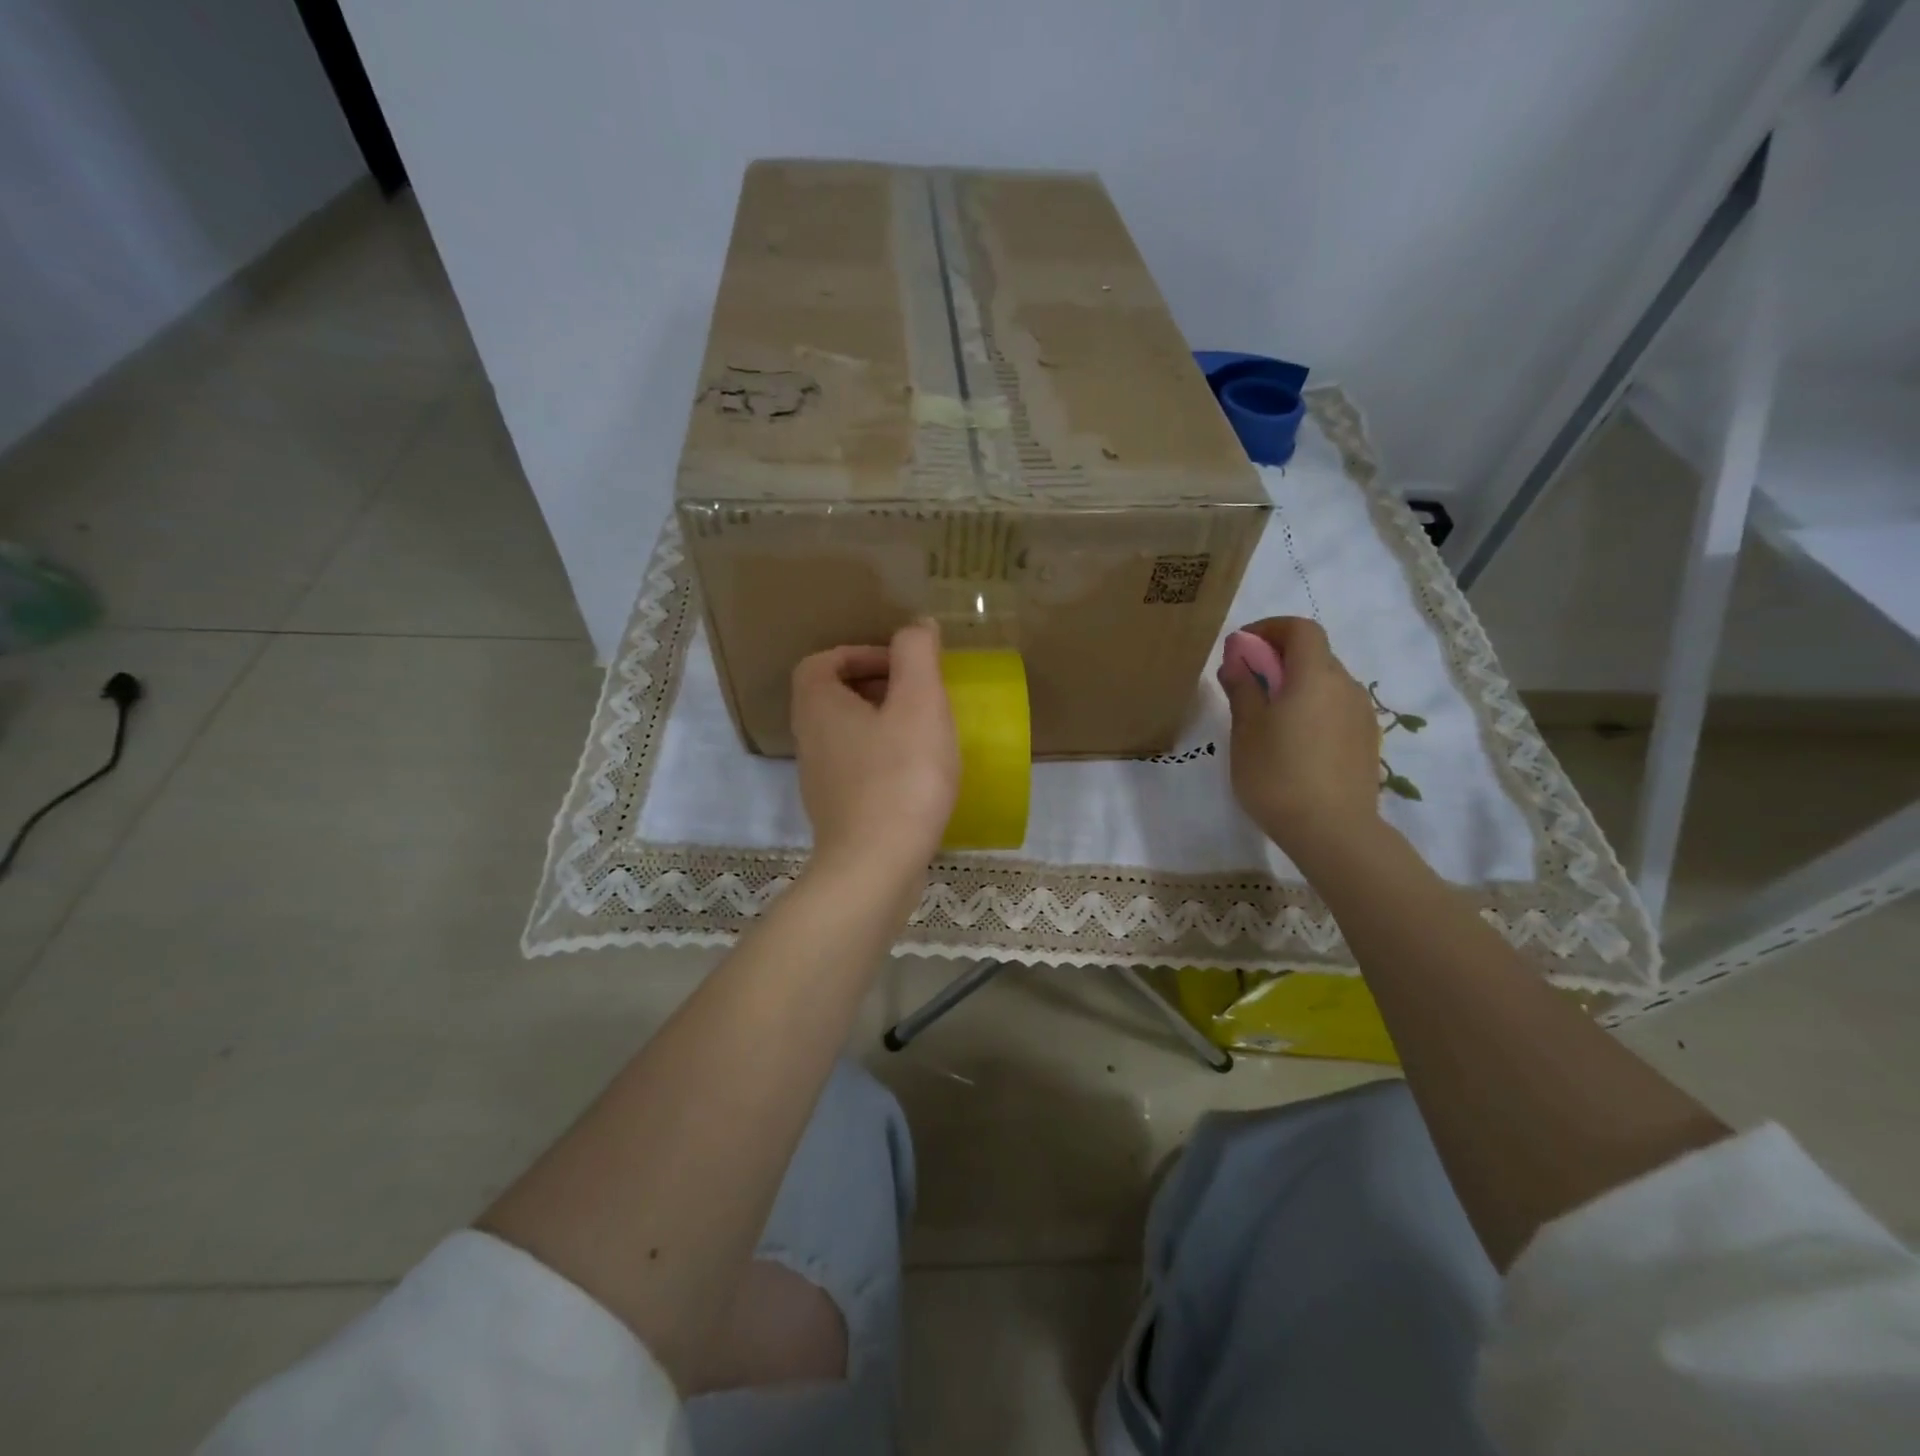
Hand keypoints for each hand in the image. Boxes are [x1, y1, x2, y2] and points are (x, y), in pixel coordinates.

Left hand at [790, 620, 959, 886]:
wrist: (876, 867)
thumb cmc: (900, 777)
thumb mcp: (919, 703)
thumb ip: (917, 654)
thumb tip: (916, 626)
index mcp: (818, 706)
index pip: (822, 661)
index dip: (860, 654)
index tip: (902, 667)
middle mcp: (809, 739)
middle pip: (833, 696)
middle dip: (876, 687)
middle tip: (919, 695)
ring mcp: (820, 780)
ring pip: (847, 733)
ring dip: (882, 723)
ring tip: (924, 731)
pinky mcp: (838, 811)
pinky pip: (858, 767)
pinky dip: (884, 758)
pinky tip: (918, 773)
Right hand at [1218, 617, 1380, 857]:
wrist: (1332, 831)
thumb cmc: (1278, 775)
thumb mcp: (1246, 731)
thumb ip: (1242, 689)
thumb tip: (1236, 661)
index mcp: (1314, 676)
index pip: (1300, 629)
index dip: (1270, 628)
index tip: (1242, 647)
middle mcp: (1345, 686)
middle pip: (1314, 654)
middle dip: (1279, 658)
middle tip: (1246, 684)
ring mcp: (1361, 714)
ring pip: (1326, 683)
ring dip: (1296, 685)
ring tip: (1267, 718)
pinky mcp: (1366, 741)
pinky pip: (1336, 709)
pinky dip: (1313, 708)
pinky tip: (1293, 742)